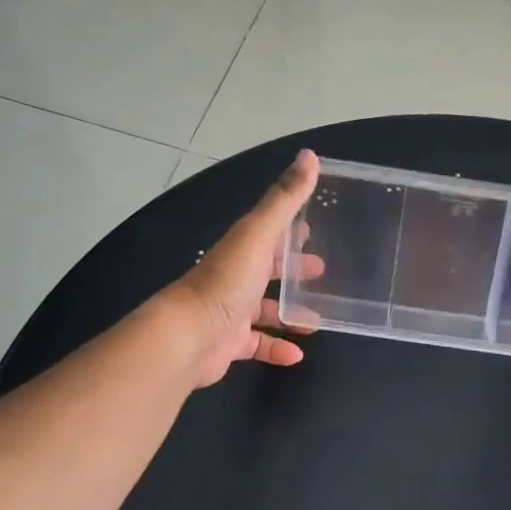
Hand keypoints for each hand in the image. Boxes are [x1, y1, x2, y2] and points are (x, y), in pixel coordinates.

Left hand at [163, 149, 322, 387]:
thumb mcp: (260, 234)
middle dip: (292, 270)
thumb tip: (309, 155)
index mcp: (241, 248)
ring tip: (316, 320)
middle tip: (322, 272)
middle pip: (267, 270)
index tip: (313, 228)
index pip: (268, 233)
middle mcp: (234, 277)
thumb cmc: (227, 281)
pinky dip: (277, 348)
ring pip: (264, 310)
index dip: (290, 229)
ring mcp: (230, 311)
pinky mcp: (230, 343)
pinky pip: (258, 344)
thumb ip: (285, 198)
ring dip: (289, 313)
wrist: (188, 335)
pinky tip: (296, 354)